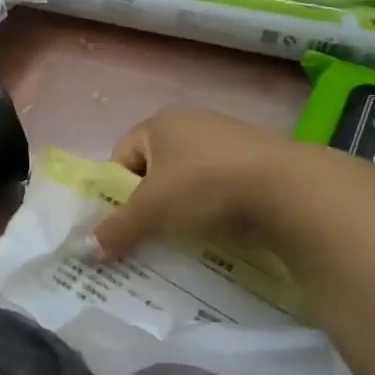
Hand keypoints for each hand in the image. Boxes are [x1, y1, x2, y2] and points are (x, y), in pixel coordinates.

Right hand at [92, 106, 324, 259]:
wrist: (290, 189)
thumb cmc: (203, 187)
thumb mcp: (151, 212)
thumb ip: (115, 230)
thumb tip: (83, 252)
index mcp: (160, 122)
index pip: (121, 155)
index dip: (118, 190)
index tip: (128, 219)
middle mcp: (193, 121)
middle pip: (156, 168)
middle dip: (152, 201)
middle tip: (153, 231)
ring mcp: (230, 139)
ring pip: (191, 179)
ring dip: (185, 207)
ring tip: (189, 235)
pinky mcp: (261, 160)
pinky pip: (223, 186)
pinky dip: (217, 208)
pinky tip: (223, 229)